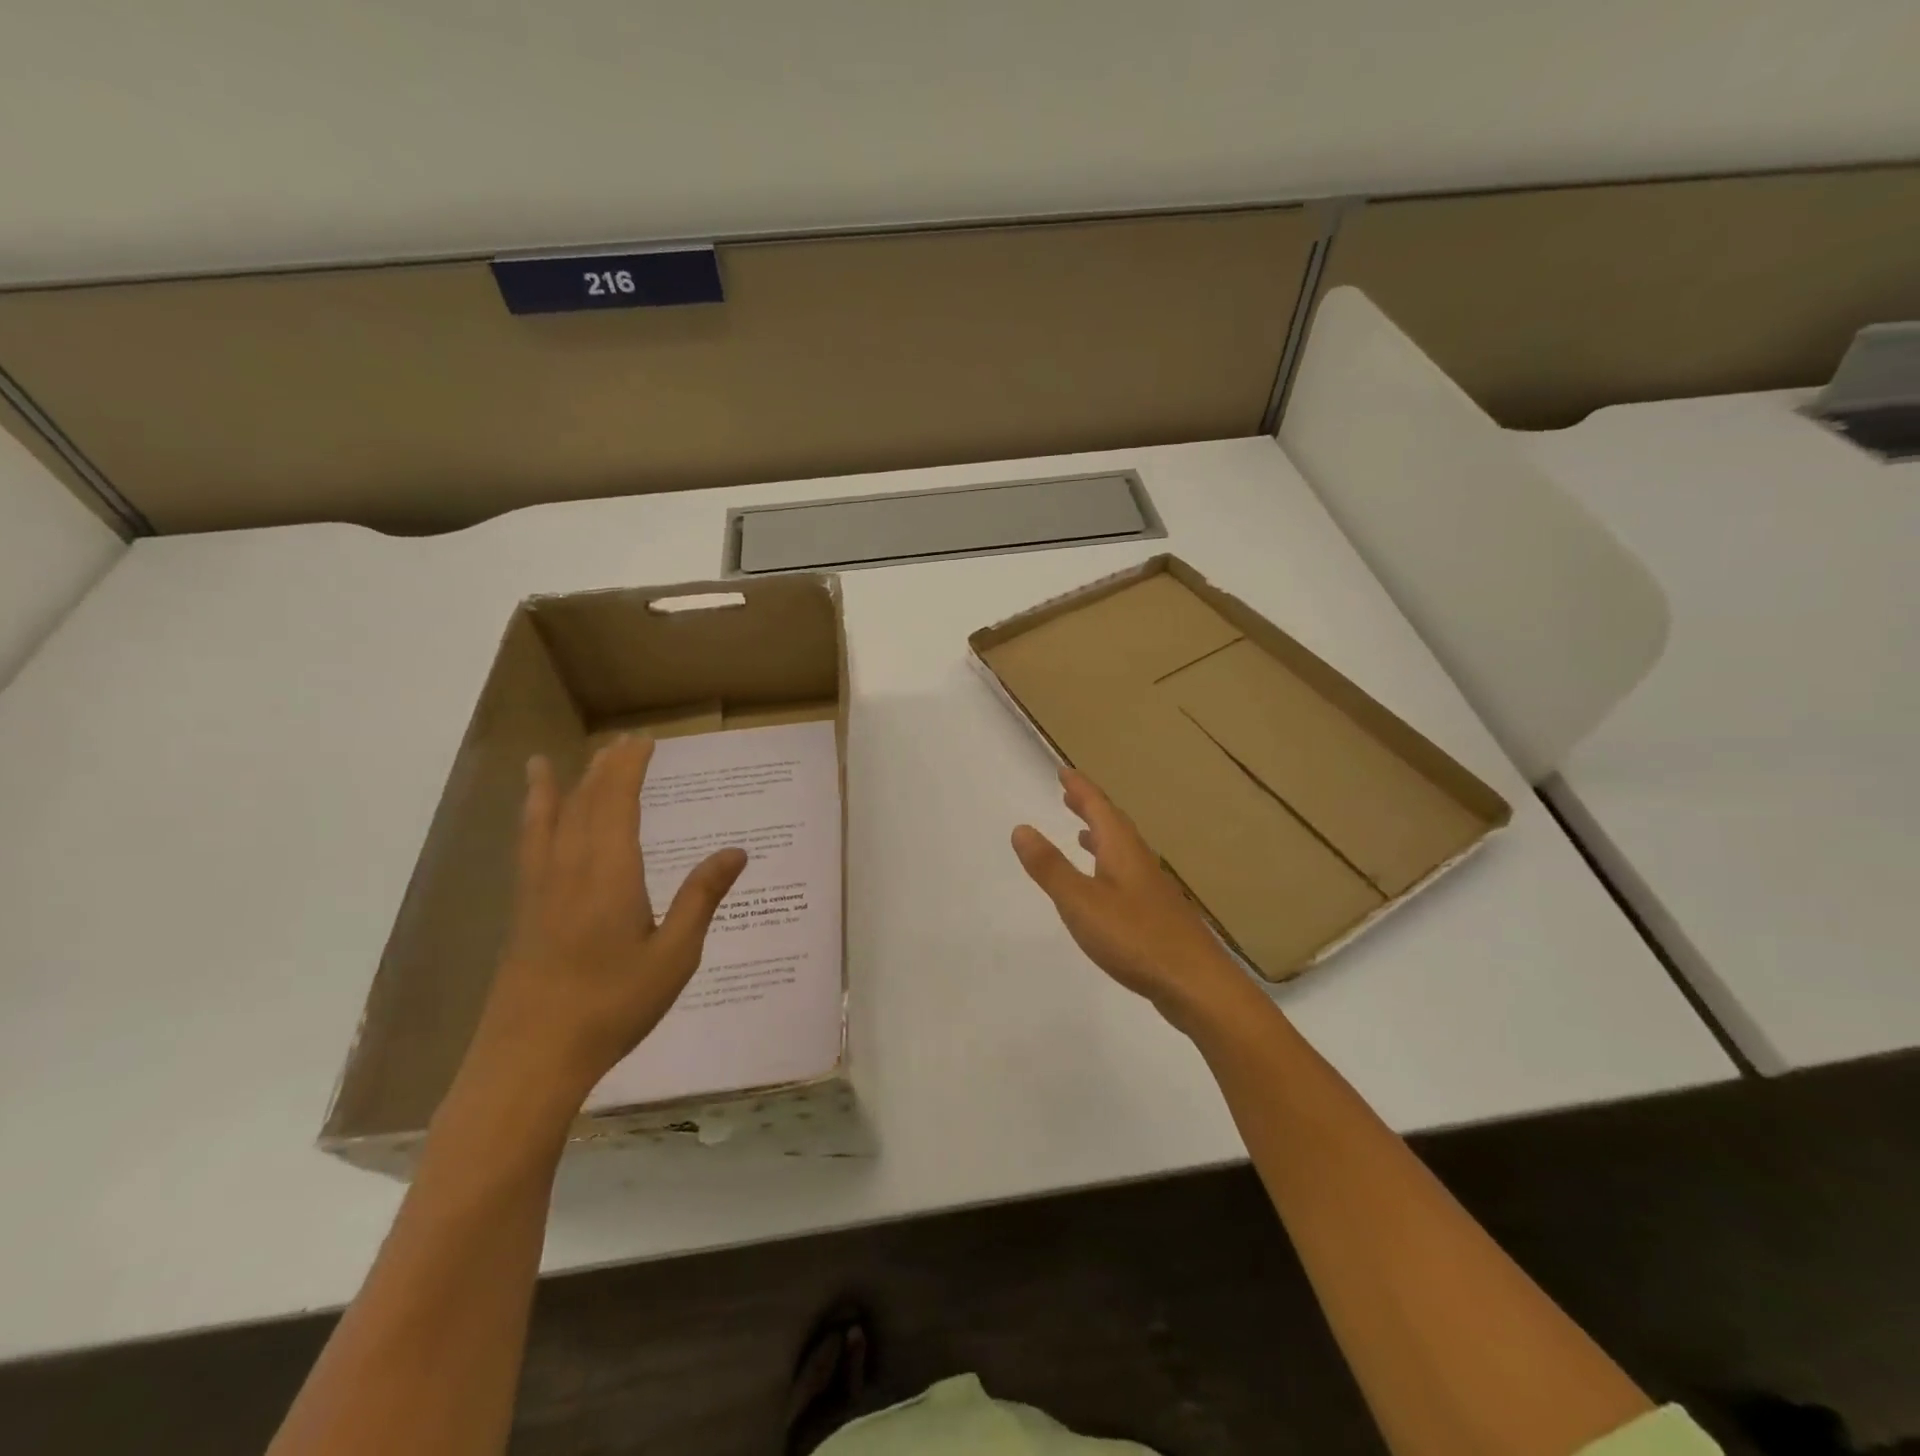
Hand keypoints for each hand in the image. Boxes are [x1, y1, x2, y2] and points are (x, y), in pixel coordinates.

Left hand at [464, 735, 747, 1111]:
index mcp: (610, 874)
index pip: (617, 803)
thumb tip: (737, 851)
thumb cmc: (613, 1006)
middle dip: (604, 769)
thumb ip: (701, 898)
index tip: (644, 743)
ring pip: (551, 820)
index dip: (630, 769)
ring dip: (562, 786)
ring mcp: (540, 889)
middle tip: (623, 743)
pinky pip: (529, 847)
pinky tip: (533, 817)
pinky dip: (531, 820)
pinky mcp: (524, 911)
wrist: (531, 1058)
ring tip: (556, 760)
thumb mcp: (674, 956)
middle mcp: (571, 869)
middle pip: (585, 803)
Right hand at [1012, 767, 1258, 1034]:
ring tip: (1082, 834)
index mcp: (1123, 851)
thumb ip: (1050, 867)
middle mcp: (1140, 862)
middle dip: (1090, 808)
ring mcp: (1152, 890)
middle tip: (1070, 795)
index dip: (1080, 789)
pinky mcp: (1157, 916)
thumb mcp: (1080, 901)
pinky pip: (1127, 876)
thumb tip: (1022, 828)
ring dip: (1100, 838)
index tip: (1064, 772)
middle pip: (1114, 825)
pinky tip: (1105, 889)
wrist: (1195, 984)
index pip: (1099, 808)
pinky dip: (1109, 868)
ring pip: (1123, 852)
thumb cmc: (1135, 938)